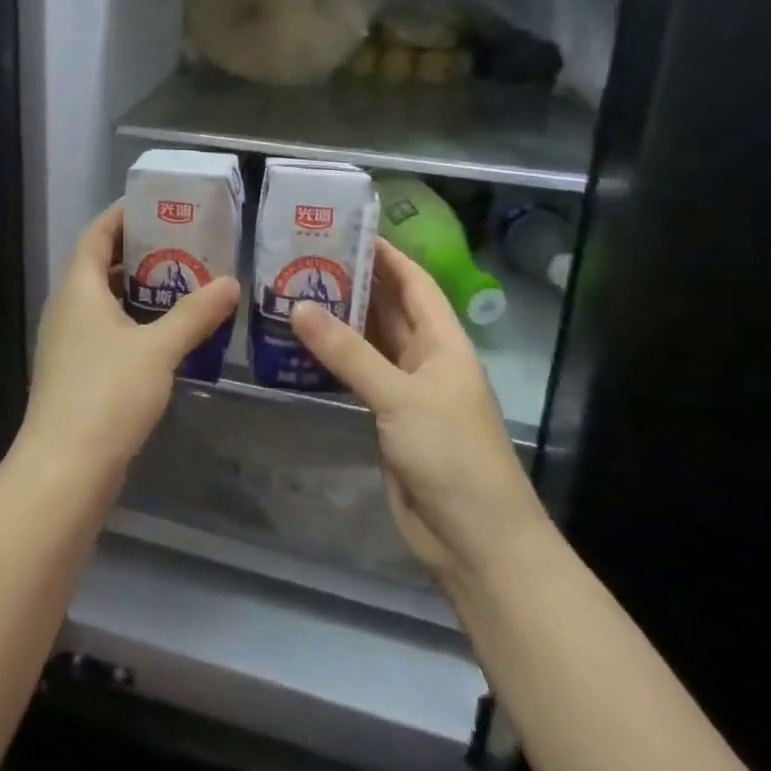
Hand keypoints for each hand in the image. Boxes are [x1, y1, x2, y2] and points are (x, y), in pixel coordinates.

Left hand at [19, 202, 239, 479]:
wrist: (65, 469)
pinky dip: (135, 323)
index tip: (157, 202)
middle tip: (184, 242)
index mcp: (78, 289)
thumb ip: (194, 314)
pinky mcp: (77, 374)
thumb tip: (230, 282)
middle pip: (101, 265)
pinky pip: (108, 332)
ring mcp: (69, 343)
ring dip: (140, 290)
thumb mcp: (158, 349)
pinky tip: (168, 334)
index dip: (122, 214)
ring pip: (106, 302)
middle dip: (140, 251)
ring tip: (184, 282)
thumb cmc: (107, 394)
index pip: (97, 234)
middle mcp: (67, 309)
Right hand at [289, 239, 548, 589]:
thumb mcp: (400, 395)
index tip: (347, 229)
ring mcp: (407, 391)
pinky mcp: (389, 420)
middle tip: (305, 257)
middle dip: (355, 282)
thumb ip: (348, 352)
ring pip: (371, 342)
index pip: (415, 283)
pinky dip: (334, 359)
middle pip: (390, 308)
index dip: (387, 255)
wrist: (476, 541)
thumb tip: (298, 306)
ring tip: (294, 291)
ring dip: (340, 320)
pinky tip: (301, 347)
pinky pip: (358, 376)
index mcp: (444, 343)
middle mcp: (427, 359)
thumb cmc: (452, 455)